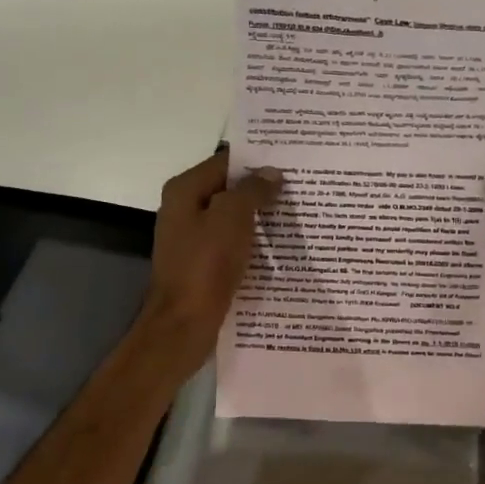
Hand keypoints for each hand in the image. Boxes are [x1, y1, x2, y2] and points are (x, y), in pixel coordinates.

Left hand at [140, 151, 281, 372]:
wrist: (184, 323)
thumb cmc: (206, 265)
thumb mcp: (232, 218)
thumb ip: (251, 190)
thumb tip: (271, 173)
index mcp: (185, 190)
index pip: (225, 162)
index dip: (257, 160)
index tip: (290, 163)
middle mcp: (184, 209)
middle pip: (228, 190)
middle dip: (261, 189)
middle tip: (300, 189)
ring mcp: (192, 239)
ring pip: (232, 218)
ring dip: (259, 217)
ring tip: (296, 214)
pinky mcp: (202, 264)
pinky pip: (231, 244)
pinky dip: (251, 242)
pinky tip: (278, 246)